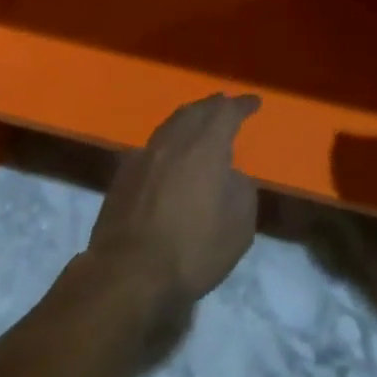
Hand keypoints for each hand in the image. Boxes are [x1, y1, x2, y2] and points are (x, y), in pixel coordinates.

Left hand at [87, 92, 260, 308]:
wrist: (127, 275)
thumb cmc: (192, 250)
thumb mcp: (239, 226)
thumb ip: (242, 190)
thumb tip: (232, 176)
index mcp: (205, 147)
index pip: (227, 112)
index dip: (242, 105)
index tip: (254, 101)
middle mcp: (173, 142)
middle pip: (195, 111)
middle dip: (213, 105)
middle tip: (226, 104)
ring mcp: (144, 157)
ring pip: (170, 125)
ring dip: (188, 119)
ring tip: (198, 122)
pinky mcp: (122, 176)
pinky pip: (152, 146)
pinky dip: (168, 142)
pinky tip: (169, 154)